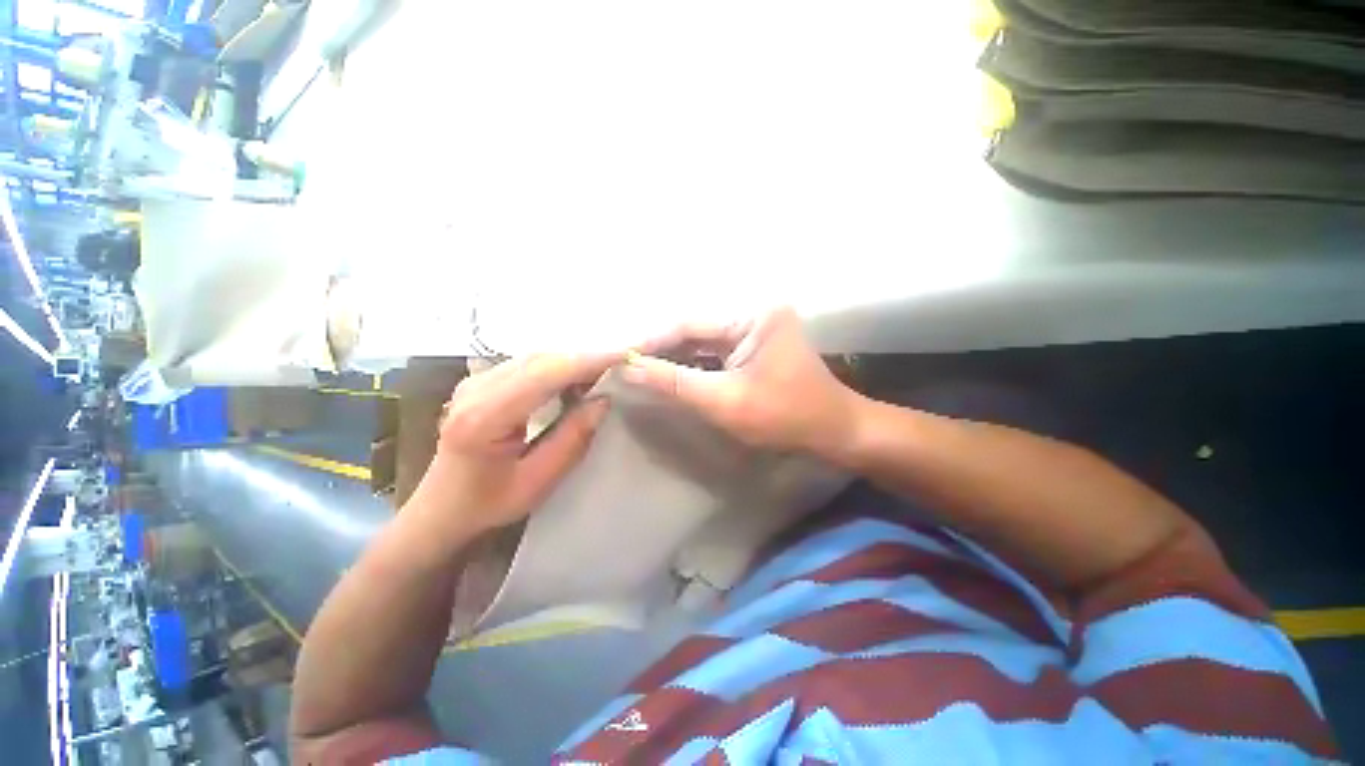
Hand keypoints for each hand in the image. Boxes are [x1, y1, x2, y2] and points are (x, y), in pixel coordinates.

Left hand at [415, 353, 618, 536]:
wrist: (441, 509)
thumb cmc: (487, 503)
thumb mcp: (538, 480)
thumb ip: (573, 438)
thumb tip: (604, 399)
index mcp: (484, 416)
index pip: (545, 373)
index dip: (588, 361)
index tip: (625, 356)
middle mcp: (476, 388)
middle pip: (541, 358)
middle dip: (586, 357)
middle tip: (622, 363)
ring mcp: (475, 380)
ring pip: (536, 356)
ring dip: (574, 360)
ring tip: (606, 370)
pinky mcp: (481, 380)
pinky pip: (528, 363)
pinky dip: (559, 366)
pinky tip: (578, 377)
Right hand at [622, 308, 858, 454]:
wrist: (833, 434)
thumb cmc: (782, 416)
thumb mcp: (723, 400)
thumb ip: (674, 381)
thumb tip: (629, 366)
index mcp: (751, 317)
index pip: (689, 325)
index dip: (654, 342)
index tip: (622, 357)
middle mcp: (754, 316)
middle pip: (697, 333)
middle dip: (665, 351)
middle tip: (630, 366)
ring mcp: (757, 333)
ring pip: (705, 345)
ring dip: (678, 360)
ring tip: (644, 372)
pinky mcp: (757, 351)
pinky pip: (718, 356)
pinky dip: (696, 368)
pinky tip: (674, 377)